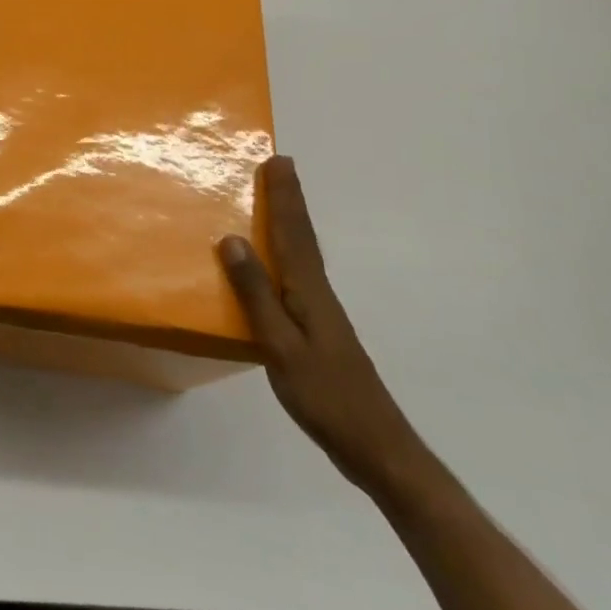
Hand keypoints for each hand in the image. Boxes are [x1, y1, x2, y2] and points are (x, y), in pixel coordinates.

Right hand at [220, 156, 434, 499]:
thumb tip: (233, 239)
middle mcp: (318, 294)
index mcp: (309, 292)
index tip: (278, 160)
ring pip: (302, 256)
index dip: (285, 197)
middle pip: (302, 237)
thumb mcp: (281, 345)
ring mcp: (322, 315)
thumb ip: (256, 294)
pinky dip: (286, 256)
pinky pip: (297, 278)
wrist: (377, 448)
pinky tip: (275, 266)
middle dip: (290, 201)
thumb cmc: (325, 396)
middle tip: (280, 167)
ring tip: (274, 202)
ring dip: (290, 224)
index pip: (293, 233)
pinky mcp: (319, 333)